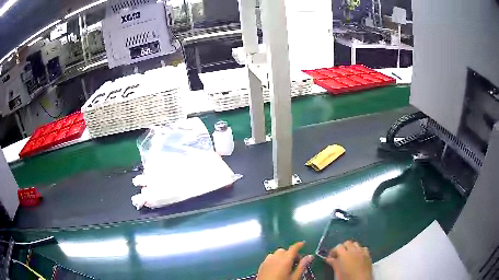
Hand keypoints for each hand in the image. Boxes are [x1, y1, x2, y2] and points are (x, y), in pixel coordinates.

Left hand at [257, 242, 313, 279]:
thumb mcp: (295, 277)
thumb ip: (302, 266)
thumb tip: (310, 256)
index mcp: (285, 259)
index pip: (293, 248)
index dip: (299, 245)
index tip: (303, 244)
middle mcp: (275, 257)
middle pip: (284, 251)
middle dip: (291, 254)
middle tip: (296, 263)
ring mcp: (266, 261)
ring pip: (276, 254)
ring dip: (282, 257)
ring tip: (286, 267)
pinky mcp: (261, 265)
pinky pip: (270, 258)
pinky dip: (275, 260)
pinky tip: (277, 268)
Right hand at [326, 240, 372, 279]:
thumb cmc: (347, 278)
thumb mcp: (338, 272)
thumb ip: (334, 264)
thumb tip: (330, 259)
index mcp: (345, 254)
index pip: (338, 246)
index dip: (334, 251)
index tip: (331, 257)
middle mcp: (354, 250)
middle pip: (348, 243)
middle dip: (343, 247)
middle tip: (339, 256)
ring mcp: (362, 252)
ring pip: (356, 244)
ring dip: (351, 248)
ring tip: (349, 256)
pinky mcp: (368, 255)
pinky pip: (363, 248)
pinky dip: (359, 250)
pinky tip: (357, 257)